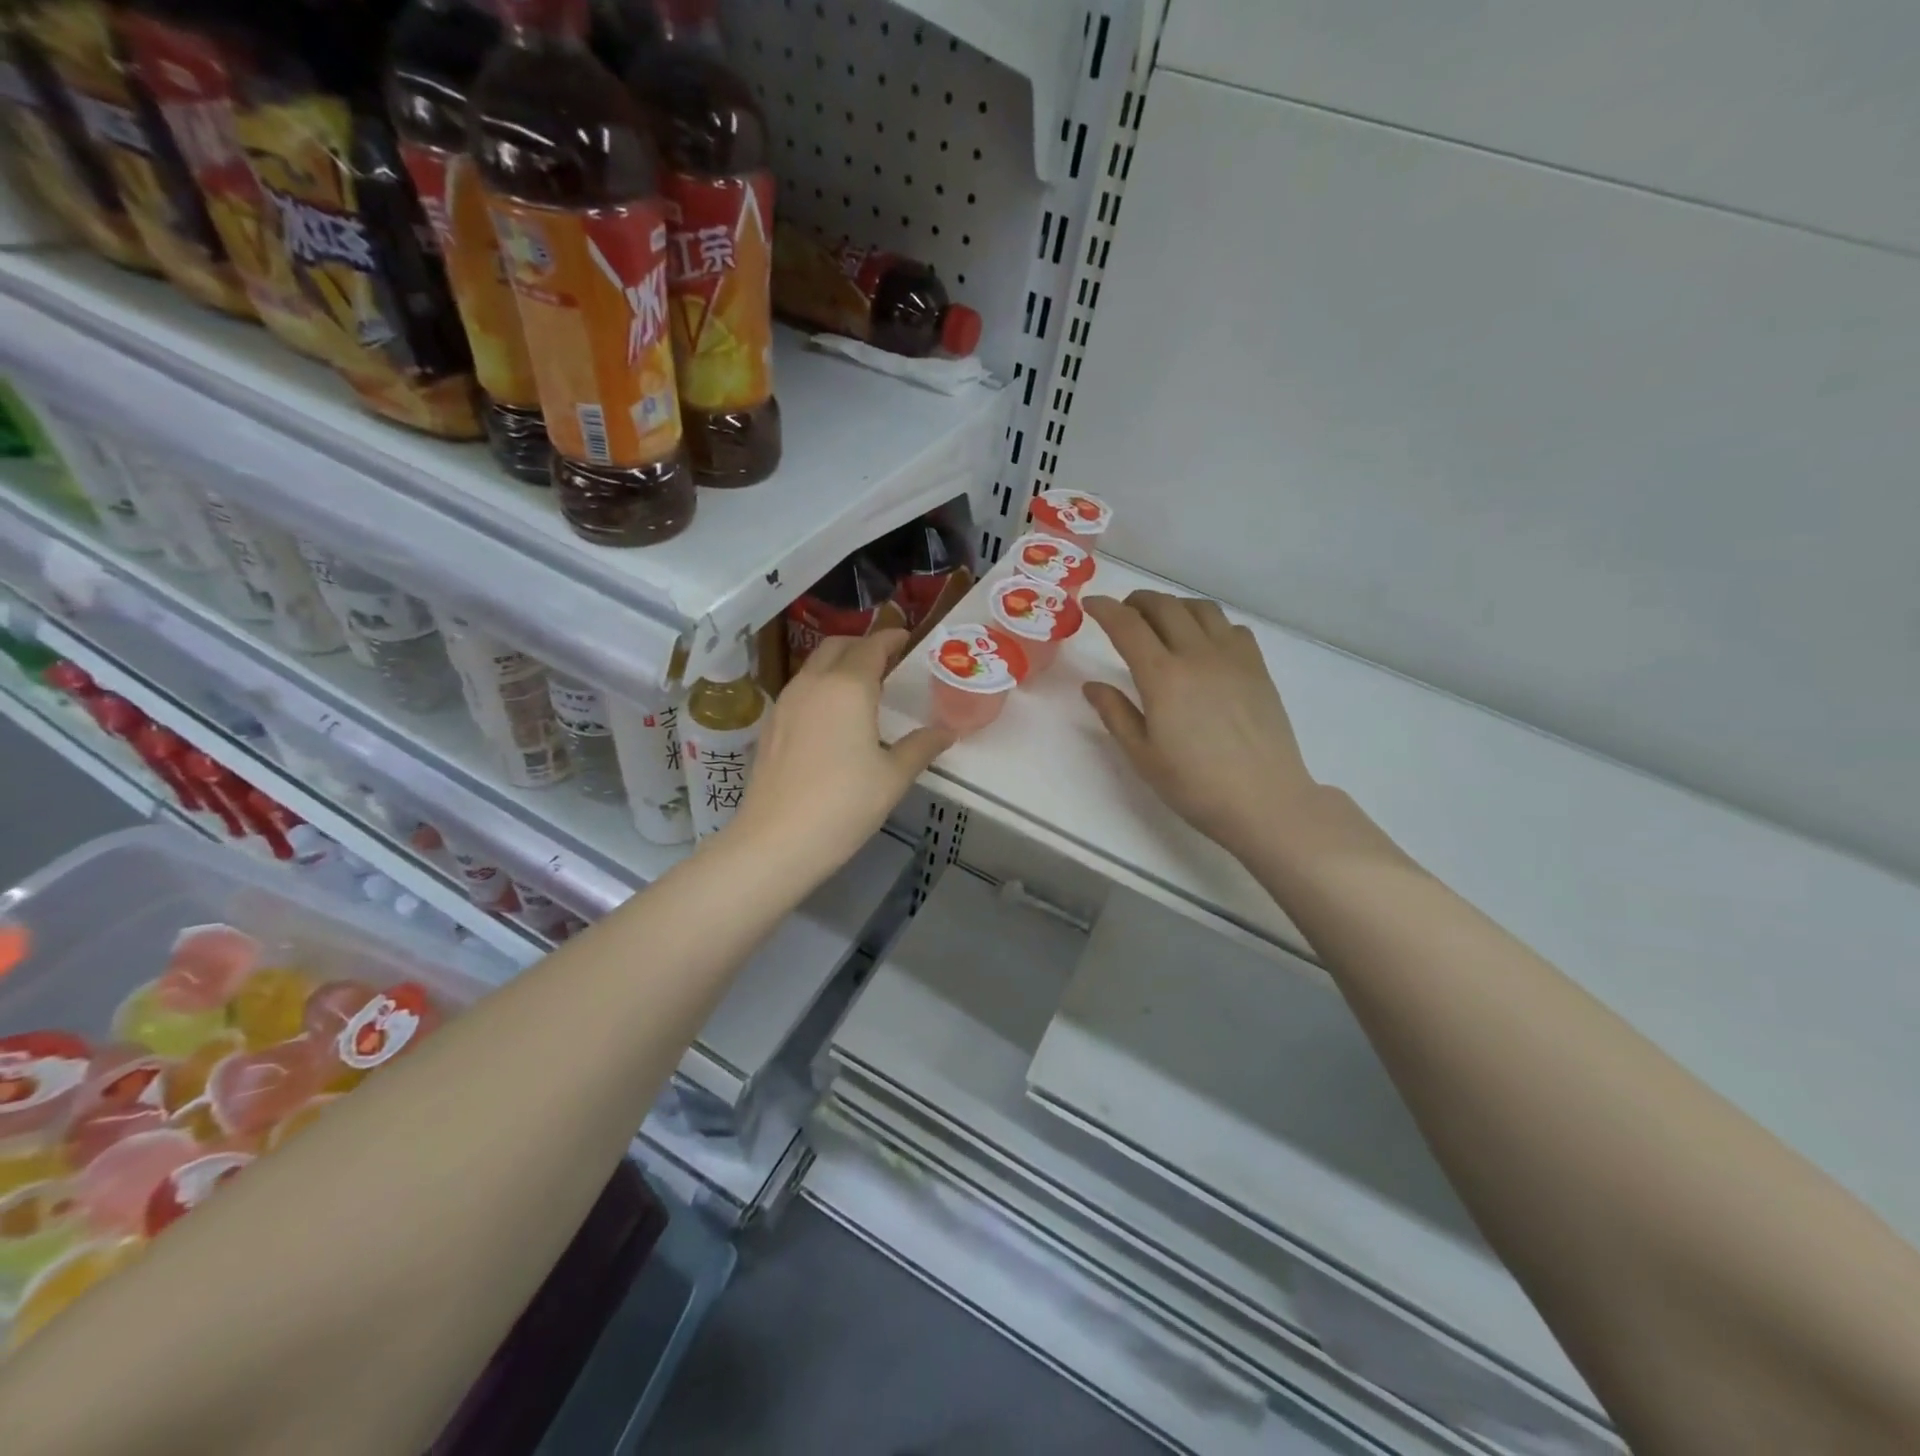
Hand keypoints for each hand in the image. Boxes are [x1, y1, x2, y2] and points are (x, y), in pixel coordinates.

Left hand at [726, 630, 952, 874]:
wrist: (776, 841)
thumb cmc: (844, 805)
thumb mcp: (893, 777)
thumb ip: (921, 747)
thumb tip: (947, 732)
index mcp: (848, 687)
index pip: (872, 647)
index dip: (891, 638)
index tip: (906, 638)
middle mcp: (813, 684)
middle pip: (837, 647)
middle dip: (862, 645)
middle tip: (886, 660)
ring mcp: (785, 703)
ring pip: (814, 666)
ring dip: (839, 664)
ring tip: (862, 686)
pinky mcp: (770, 725)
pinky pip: (800, 689)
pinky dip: (821, 686)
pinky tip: (832, 716)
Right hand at [1083, 592, 1316, 861]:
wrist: (1264, 800)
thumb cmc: (1195, 785)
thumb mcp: (1142, 755)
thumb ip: (1115, 714)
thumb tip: (1092, 686)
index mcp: (1162, 677)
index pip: (1127, 626)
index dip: (1105, 609)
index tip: (1090, 604)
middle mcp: (1197, 655)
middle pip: (1164, 606)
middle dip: (1137, 601)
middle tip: (1123, 613)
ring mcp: (1232, 657)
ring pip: (1200, 608)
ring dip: (1174, 606)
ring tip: (1161, 623)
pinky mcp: (1257, 667)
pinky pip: (1231, 627)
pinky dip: (1209, 623)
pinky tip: (1203, 644)